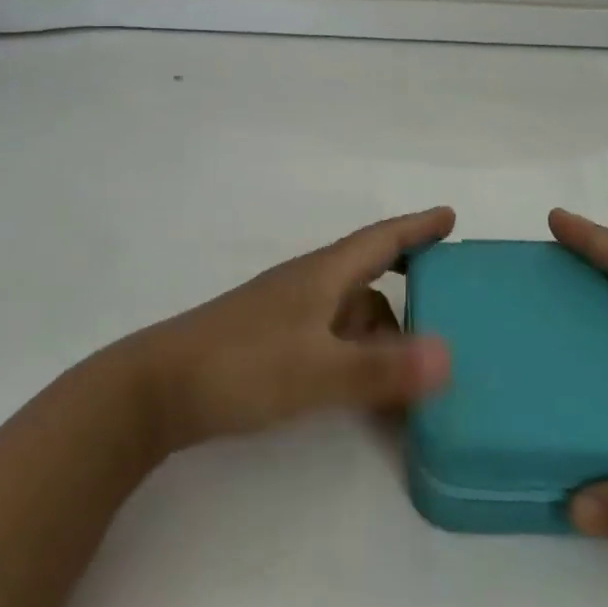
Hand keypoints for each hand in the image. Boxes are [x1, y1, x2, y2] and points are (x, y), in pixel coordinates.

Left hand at [122, 208, 456, 453]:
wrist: (157, 389)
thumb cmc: (242, 366)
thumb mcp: (317, 371)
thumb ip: (381, 368)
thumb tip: (450, 355)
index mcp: (323, 276)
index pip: (381, 240)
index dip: (417, 227)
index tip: (449, 217)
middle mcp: (308, 286)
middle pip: (369, 275)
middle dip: (408, 280)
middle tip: (446, 297)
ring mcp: (287, 314)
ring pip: (351, 312)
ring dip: (383, 332)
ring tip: (416, 370)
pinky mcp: (272, 343)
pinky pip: (332, 338)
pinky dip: (357, 355)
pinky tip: (365, 388)